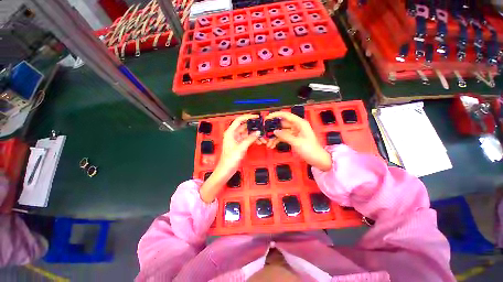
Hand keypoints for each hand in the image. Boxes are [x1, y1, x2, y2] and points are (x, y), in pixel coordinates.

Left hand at [199, 114, 260, 202]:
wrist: (226, 169)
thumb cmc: (231, 158)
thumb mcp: (241, 147)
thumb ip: (250, 139)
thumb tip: (258, 132)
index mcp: (230, 132)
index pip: (239, 120)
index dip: (247, 117)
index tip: (256, 117)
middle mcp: (233, 134)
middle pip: (244, 127)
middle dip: (254, 128)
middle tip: (263, 128)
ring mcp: (236, 139)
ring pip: (247, 134)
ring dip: (255, 135)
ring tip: (263, 138)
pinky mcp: (239, 144)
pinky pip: (247, 139)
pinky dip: (253, 140)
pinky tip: (259, 142)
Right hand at [264, 112, 331, 170]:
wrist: (317, 159)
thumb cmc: (309, 149)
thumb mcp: (296, 142)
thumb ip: (285, 136)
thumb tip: (274, 131)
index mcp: (300, 123)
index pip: (286, 115)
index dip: (276, 115)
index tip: (267, 118)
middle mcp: (297, 126)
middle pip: (282, 124)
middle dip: (273, 129)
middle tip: (265, 133)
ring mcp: (294, 132)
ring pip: (282, 132)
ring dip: (275, 137)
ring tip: (268, 144)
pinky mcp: (293, 138)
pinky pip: (283, 137)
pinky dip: (278, 140)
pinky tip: (272, 145)